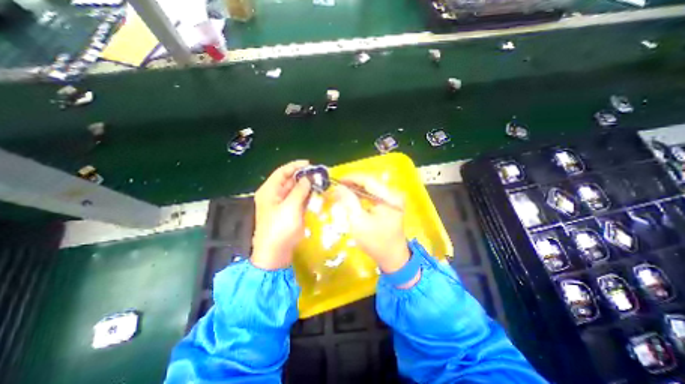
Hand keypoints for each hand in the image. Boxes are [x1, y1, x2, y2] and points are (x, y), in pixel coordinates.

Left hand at [250, 160, 312, 269]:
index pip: (282, 172)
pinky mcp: (290, 211)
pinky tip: (316, 193)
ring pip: (296, 190)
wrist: (276, 253)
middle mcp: (275, 195)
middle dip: (303, 176)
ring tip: (320, 182)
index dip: (295, 166)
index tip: (310, 164)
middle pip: (289, 180)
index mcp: (270, 191)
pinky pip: (299, 199)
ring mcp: (283, 204)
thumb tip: (308, 178)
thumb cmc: (280, 228)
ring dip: (307, 186)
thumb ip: (300, 190)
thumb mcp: (290, 207)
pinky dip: (307, 195)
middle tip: (319, 174)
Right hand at [334, 176, 411, 277]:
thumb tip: (338, 187)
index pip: (368, 180)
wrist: (392, 258)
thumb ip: (348, 201)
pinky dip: (362, 196)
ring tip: (342, 192)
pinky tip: (352, 199)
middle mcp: (393, 194)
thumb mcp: (358, 221)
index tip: (337, 180)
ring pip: (371, 189)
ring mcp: (392, 199)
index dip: (351, 178)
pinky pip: (373, 196)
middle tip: (337, 187)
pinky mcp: (389, 205)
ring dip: (356, 190)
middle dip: (352, 184)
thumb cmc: (375, 241)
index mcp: (389, 197)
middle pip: (370, 183)